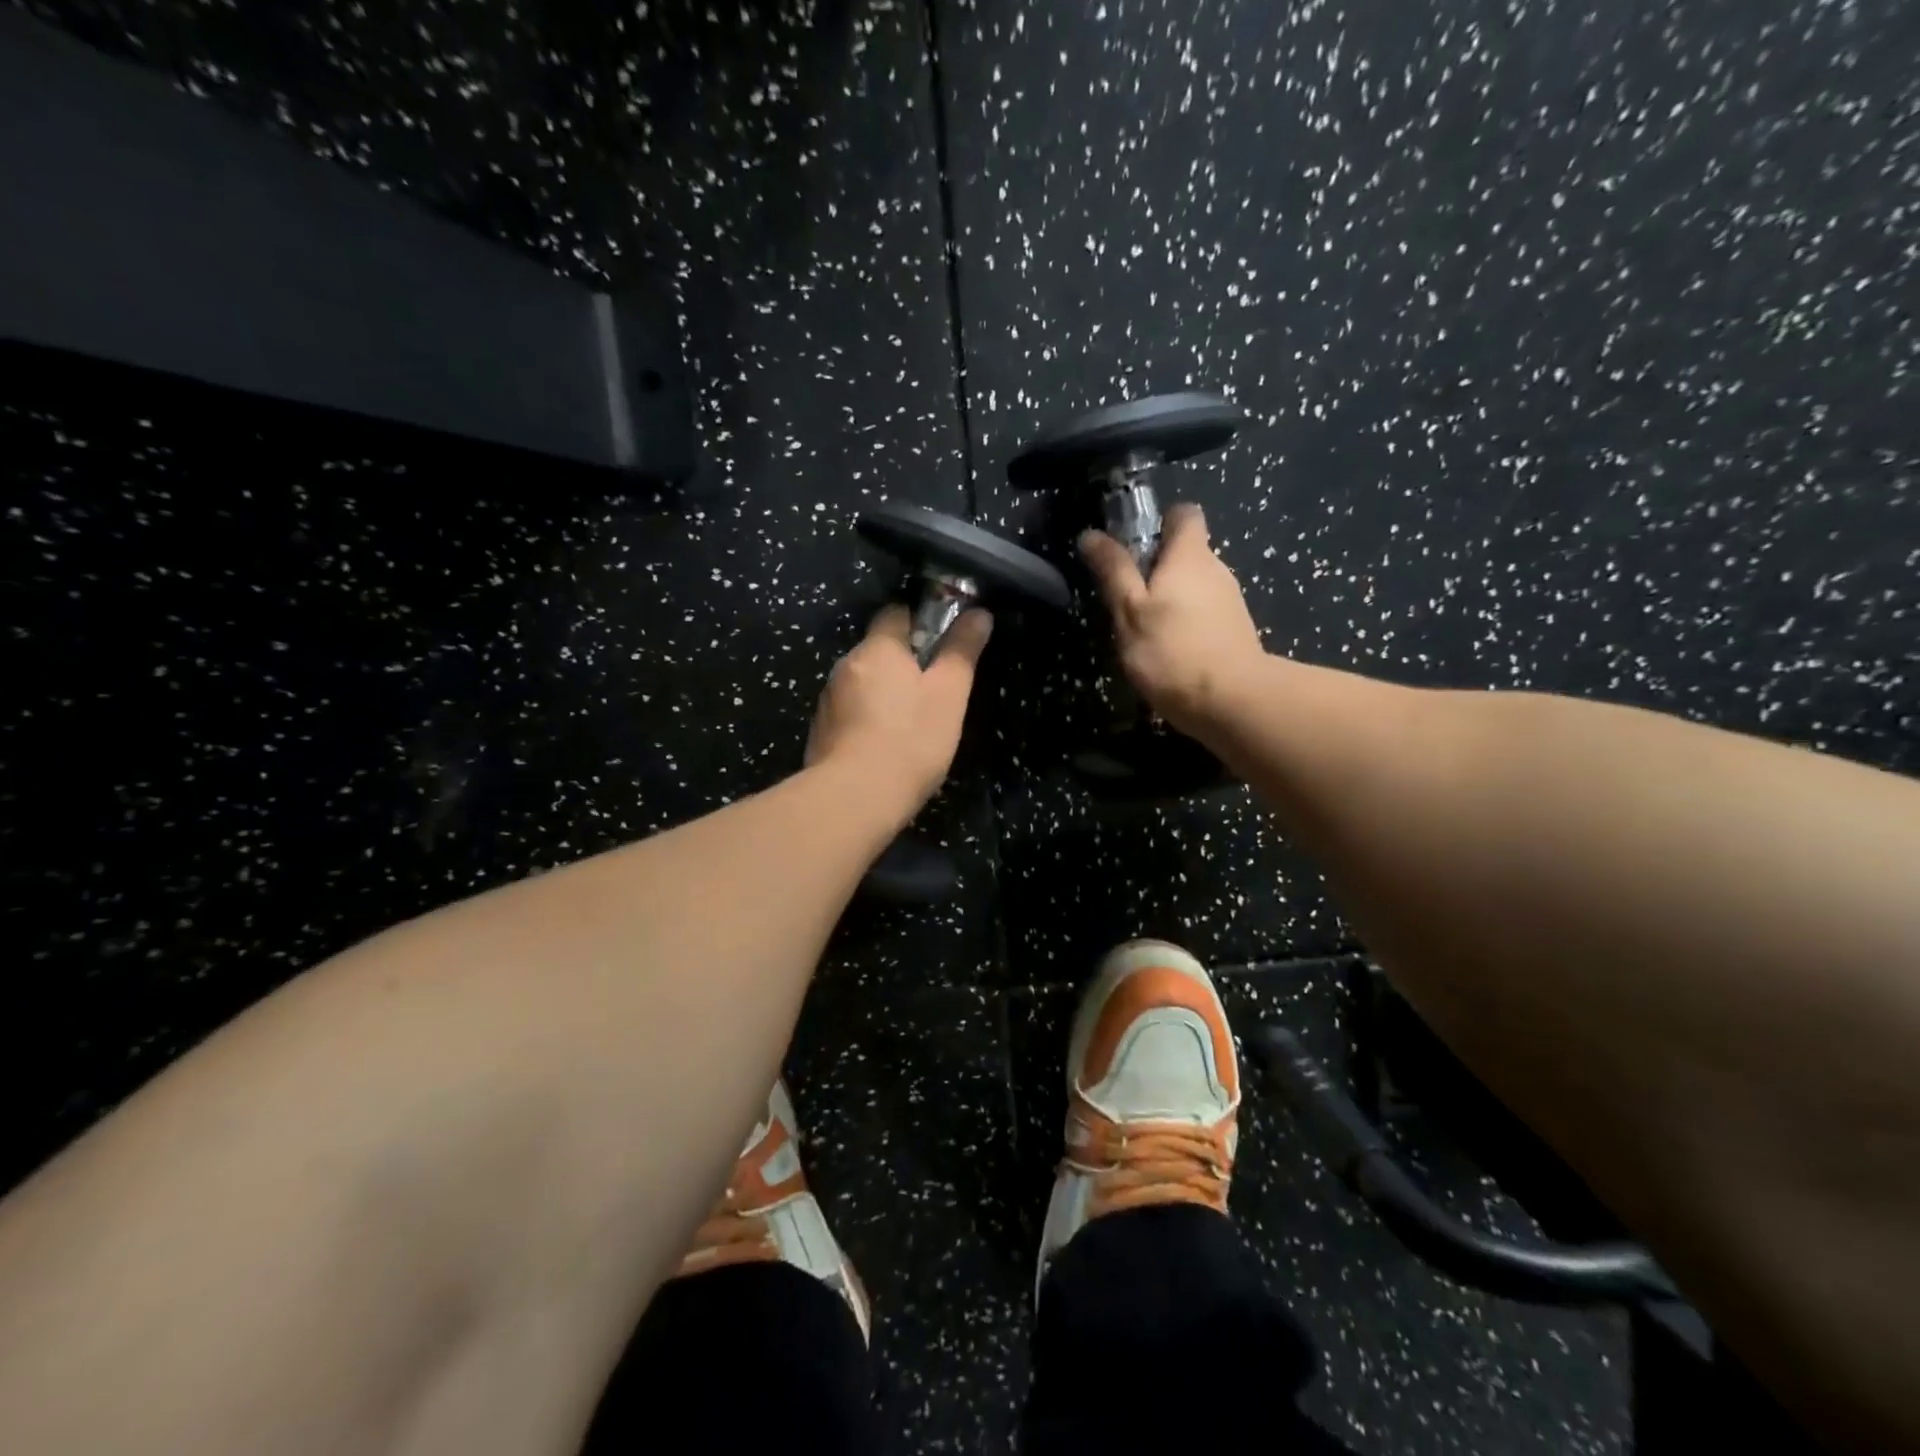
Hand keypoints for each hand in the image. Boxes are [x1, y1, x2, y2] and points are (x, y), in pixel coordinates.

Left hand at [806, 604, 993, 814]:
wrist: (854, 798)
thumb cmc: (910, 739)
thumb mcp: (949, 694)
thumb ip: (962, 651)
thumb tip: (978, 613)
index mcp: (877, 647)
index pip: (896, 613)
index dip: (921, 622)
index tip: (942, 645)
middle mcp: (846, 664)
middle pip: (878, 650)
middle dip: (903, 663)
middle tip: (933, 691)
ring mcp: (828, 700)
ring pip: (863, 683)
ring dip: (883, 693)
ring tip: (910, 724)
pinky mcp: (820, 732)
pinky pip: (850, 713)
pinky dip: (867, 720)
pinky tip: (884, 746)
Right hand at [1079, 503, 1265, 735]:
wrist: (1231, 702)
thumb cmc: (1172, 651)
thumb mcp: (1130, 611)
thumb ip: (1113, 571)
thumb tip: (1091, 534)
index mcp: (1190, 555)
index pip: (1183, 514)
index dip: (1159, 522)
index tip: (1134, 545)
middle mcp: (1216, 569)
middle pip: (1187, 553)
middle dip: (1157, 567)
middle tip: (1126, 597)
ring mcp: (1230, 602)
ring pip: (1195, 586)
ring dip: (1171, 599)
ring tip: (1143, 631)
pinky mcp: (1235, 632)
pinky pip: (1205, 613)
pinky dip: (1186, 623)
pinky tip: (1169, 652)